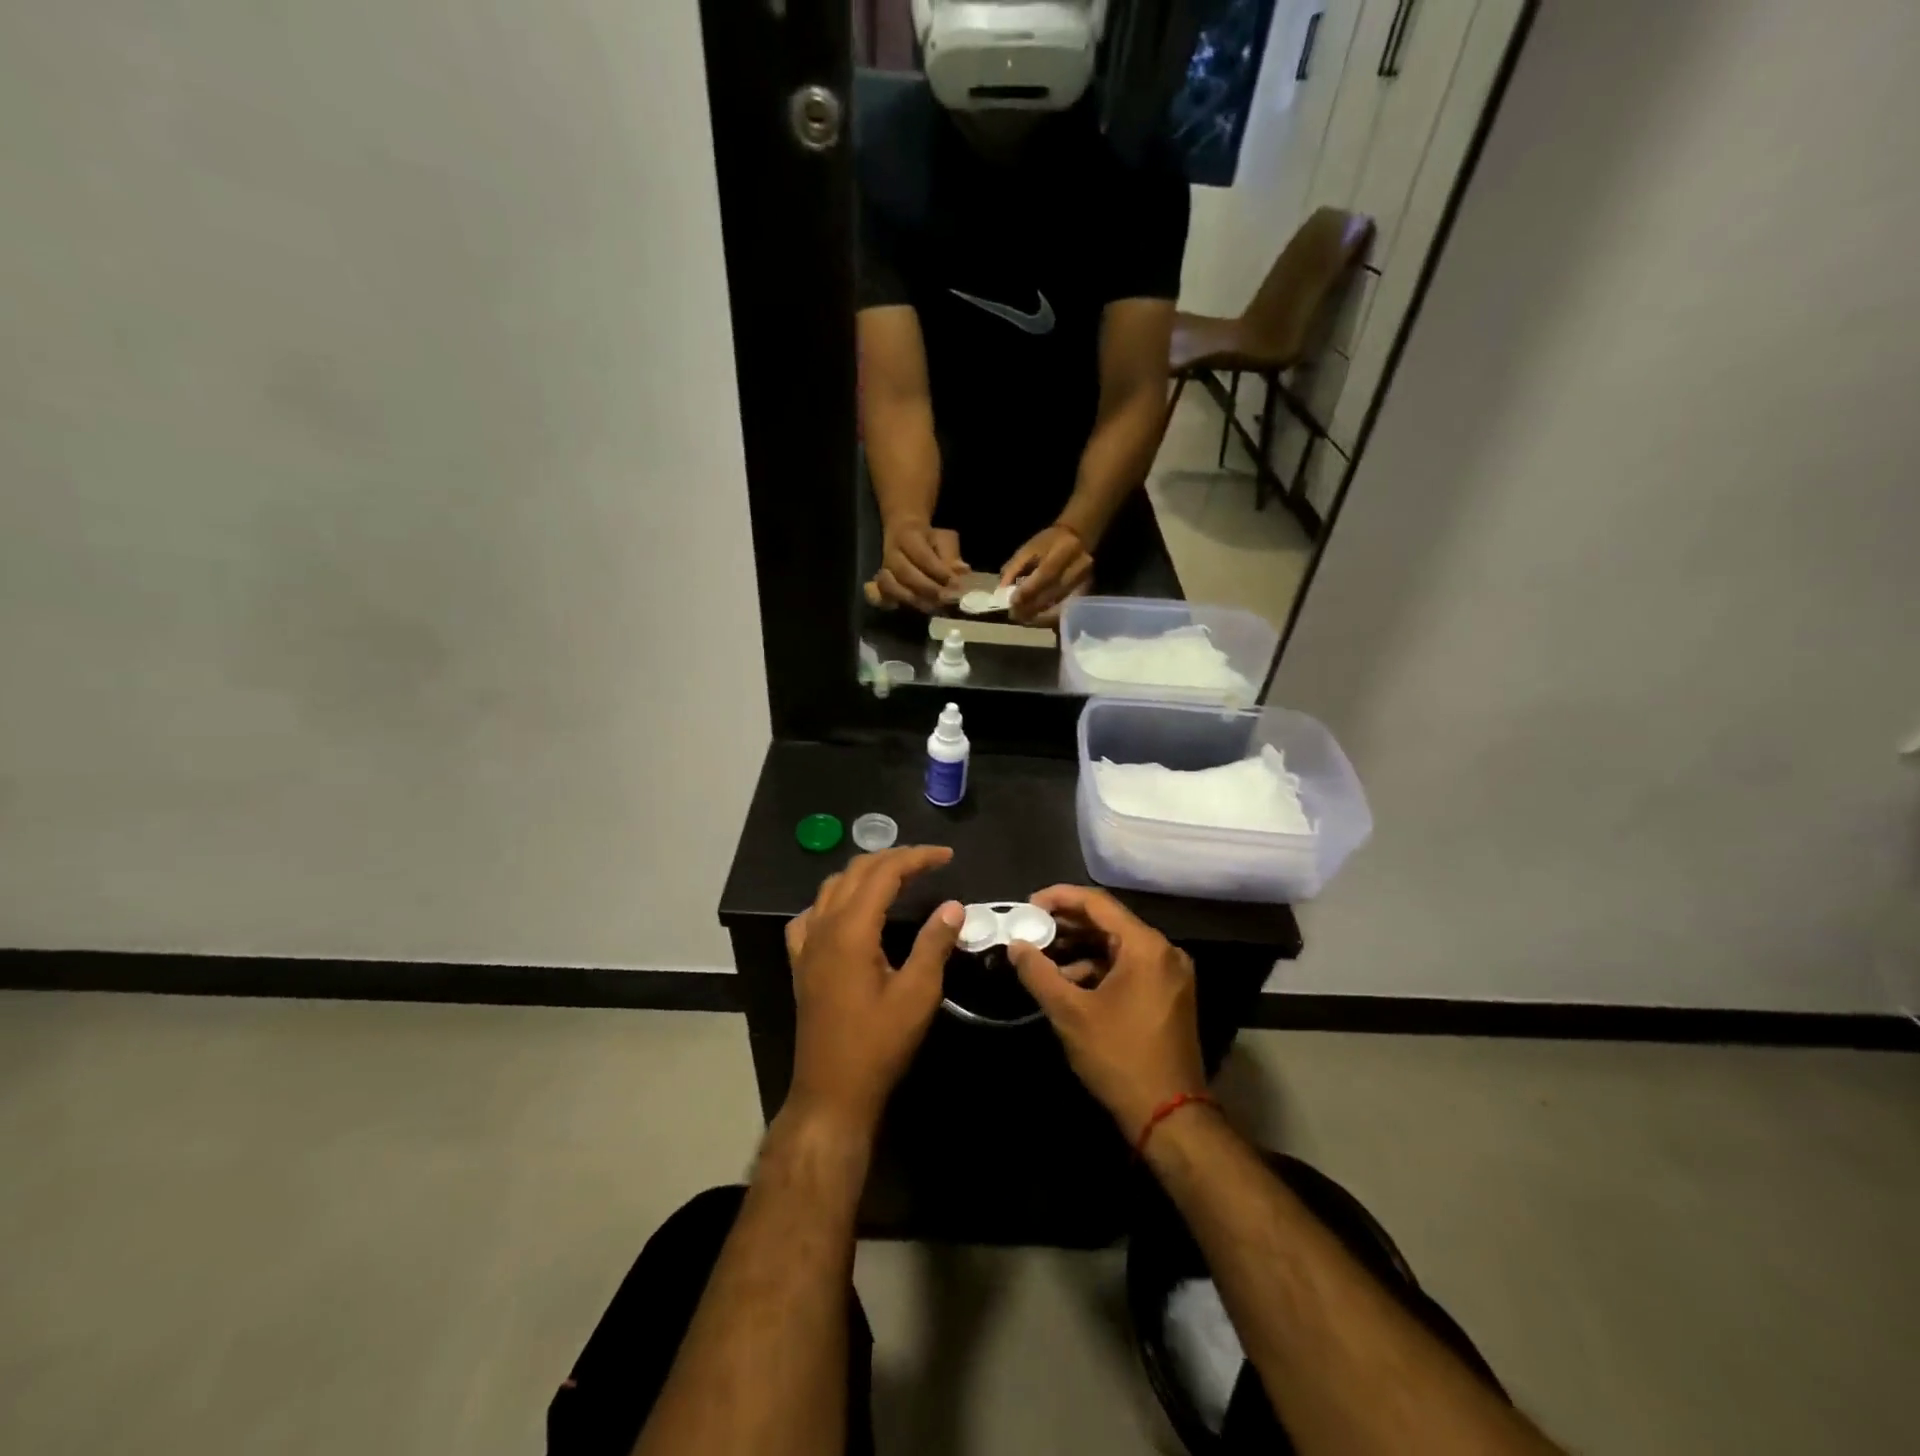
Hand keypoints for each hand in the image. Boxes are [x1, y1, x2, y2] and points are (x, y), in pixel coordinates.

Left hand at [784, 845, 963, 1137]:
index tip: (947, 857)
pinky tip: (849, 911)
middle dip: (894, 858)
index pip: (885, 872)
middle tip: (929, 862)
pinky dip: (835, 899)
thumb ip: (934, 943)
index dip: (917, 858)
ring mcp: (807, 944)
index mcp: (852, 929)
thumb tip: (953, 906)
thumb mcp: (917, 994)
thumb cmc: (878, 1044)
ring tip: (898, 877)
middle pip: (857, 872)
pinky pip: (812, 915)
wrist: (832, 1091)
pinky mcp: (801, 962)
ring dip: (865, 873)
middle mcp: (824, 926)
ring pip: (833, 887)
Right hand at [869, 520, 966, 613]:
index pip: (922, 556)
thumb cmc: (929, 539)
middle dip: (928, 588)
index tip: (955, 583)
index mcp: (907, 536)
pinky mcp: (881, 584)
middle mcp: (891, 553)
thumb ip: (951, 555)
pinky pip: (883, 596)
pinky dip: (897, 603)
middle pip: (905, 573)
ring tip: (934, 607)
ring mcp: (884, 570)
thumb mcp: (944, 539)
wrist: (903, 533)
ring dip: (915, 599)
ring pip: (892, 587)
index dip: (939, 571)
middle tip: (946, 599)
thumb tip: (962, 570)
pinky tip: (916, 608)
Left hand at [1000, 524, 1092, 624]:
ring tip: (1023, 619)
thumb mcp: (1028, 549)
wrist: (1078, 539)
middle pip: (1054, 593)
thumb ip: (1013, 568)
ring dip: (1040, 617)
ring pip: (1061, 606)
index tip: (1013, 603)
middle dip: (1032, 607)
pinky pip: (1067, 611)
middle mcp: (1079, 567)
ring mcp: (1086, 582)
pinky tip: (1037, 619)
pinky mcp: (1087, 593)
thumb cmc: (1048, 543)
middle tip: (1014, 615)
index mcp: (1064, 549)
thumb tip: (1001, 592)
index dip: (1028, 590)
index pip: (1046, 574)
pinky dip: (1050, 618)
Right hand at [1008, 885, 1205, 1140]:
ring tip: (1043, 956)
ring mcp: (1170, 974)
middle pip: (1109, 922)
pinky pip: (1129, 967)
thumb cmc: (1119, 1056)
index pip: (1097, 903)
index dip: (1059, 898)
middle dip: (1067, 924)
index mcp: (1146, 946)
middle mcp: (1164, 952)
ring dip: (1080, 948)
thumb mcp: (1070, 1012)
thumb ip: (1039, 972)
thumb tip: (1015, 945)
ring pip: (1117, 946)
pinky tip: (1070, 982)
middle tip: (1031, 928)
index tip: (1028, 904)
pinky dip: (1098, 969)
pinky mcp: (1168, 995)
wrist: (1169, 1116)